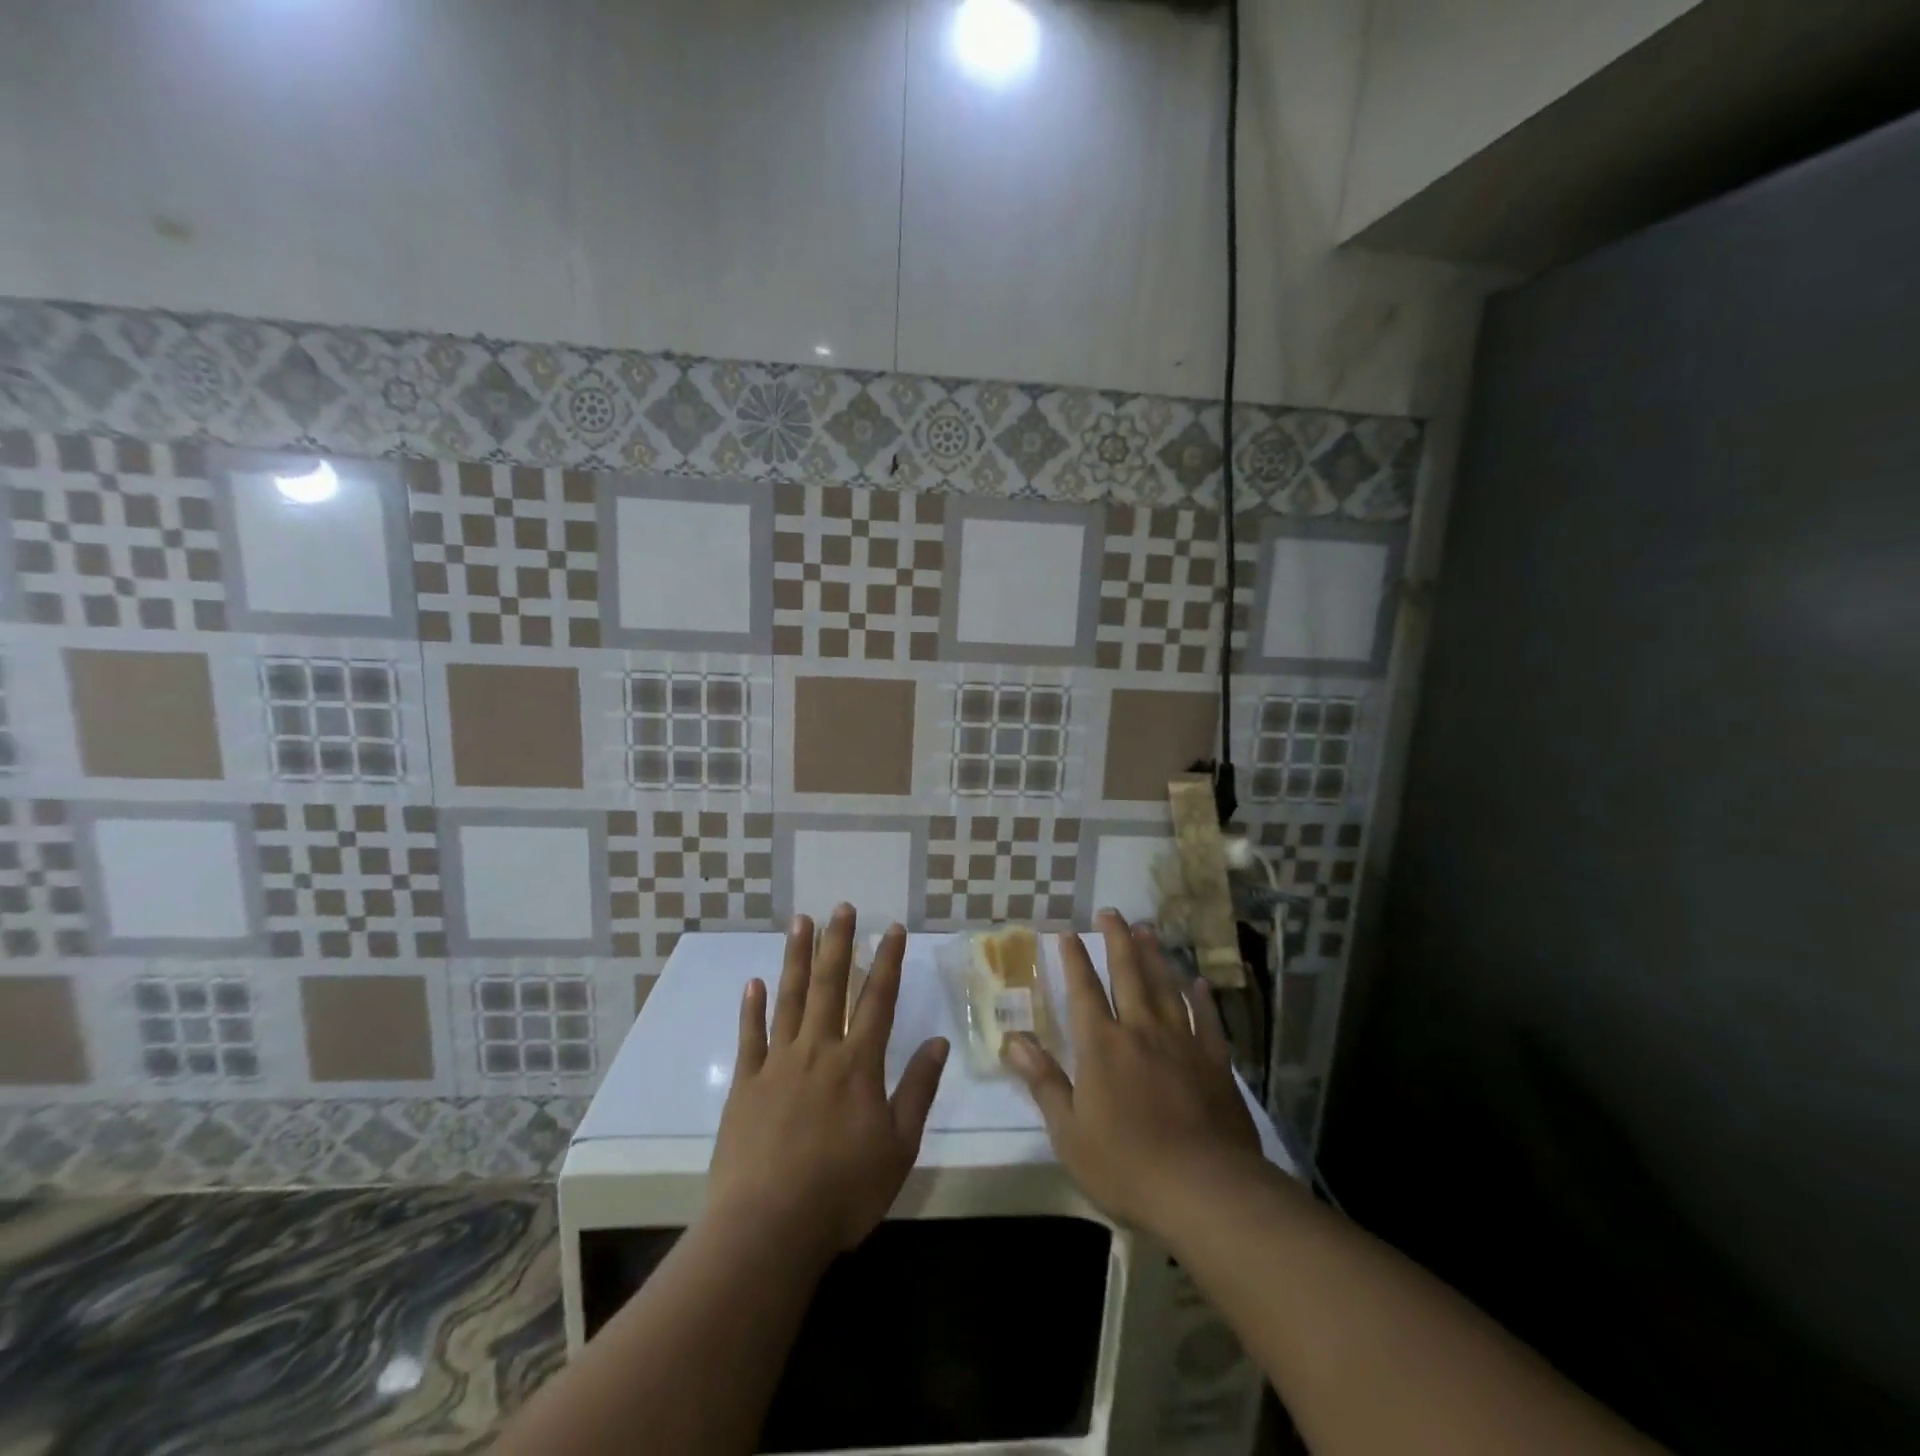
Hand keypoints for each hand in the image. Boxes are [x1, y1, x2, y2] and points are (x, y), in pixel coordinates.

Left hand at [709, 906, 949, 1261]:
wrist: (768, 1229)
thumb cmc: (842, 1192)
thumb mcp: (898, 1147)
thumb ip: (917, 1090)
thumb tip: (939, 1042)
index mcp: (858, 1064)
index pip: (878, 1000)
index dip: (887, 961)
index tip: (892, 928)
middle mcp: (818, 1051)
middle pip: (830, 986)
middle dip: (838, 943)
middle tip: (841, 907)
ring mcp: (777, 1064)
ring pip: (790, 999)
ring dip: (797, 958)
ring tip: (801, 922)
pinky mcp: (745, 1086)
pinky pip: (750, 1037)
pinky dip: (752, 1008)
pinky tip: (755, 982)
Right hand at [1002, 910, 1261, 1234]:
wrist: (1205, 1190)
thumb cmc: (1126, 1165)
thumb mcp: (1069, 1132)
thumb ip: (1044, 1082)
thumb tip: (1013, 1042)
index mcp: (1102, 1046)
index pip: (1084, 991)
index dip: (1075, 960)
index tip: (1068, 932)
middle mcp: (1141, 1031)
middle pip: (1128, 975)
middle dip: (1117, 941)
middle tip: (1112, 912)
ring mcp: (1182, 1043)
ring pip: (1166, 988)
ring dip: (1155, 957)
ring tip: (1147, 930)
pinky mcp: (1216, 1063)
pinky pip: (1207, 1020)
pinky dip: (1201, 998)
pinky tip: (1198, 981)